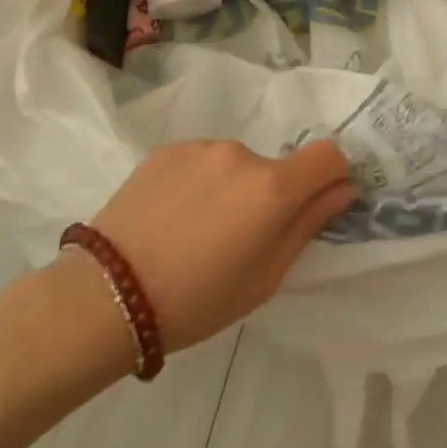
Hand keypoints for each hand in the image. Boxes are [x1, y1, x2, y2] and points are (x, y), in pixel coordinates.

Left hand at [78, 139, 354, 351]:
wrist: (105, 294)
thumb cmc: (196, 299)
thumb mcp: (265, 277)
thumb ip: (308, 225)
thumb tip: (342, 189)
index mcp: (273, 187)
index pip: (328, 156)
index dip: (331, 177)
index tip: (315, 204)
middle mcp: (242, 154)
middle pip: (276, 167)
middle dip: (269, 196)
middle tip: (237, 240)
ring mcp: (201, 148)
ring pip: (235, 164)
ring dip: (231, 188)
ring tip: (195, 231)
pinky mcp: (166, 150)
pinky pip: (200, 162)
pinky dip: (198, 183)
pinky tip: (170, 218)